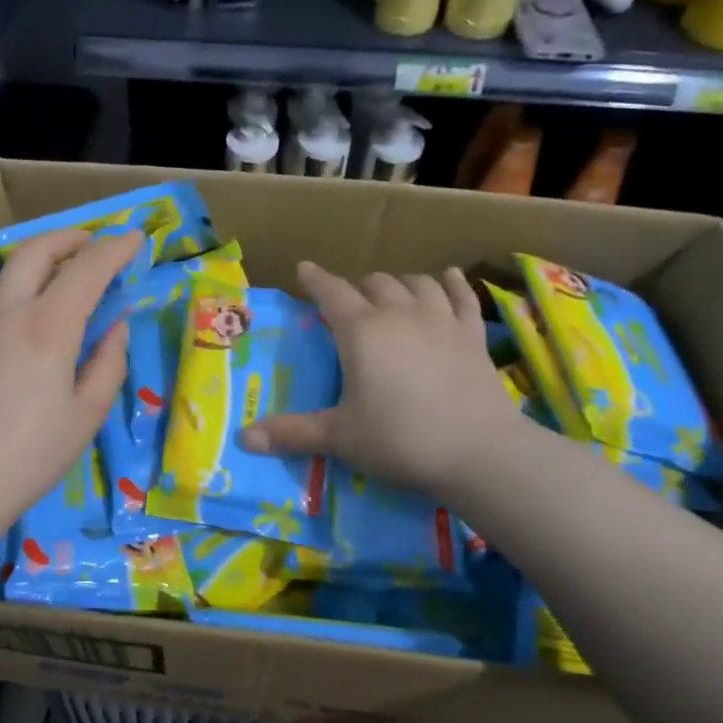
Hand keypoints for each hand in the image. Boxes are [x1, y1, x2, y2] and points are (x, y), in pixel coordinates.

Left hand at [0, 228, 140, 566]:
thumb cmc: (30, 457)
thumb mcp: (86, 414)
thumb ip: (109, 361)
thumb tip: (116, 324)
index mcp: (48, 326)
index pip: (88, 267)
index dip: (116, 248)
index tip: (134, 239)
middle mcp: (6, 309)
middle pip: (38, 249)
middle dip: (71, 237)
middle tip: (94, 244)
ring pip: (8, 270)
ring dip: (39, 261)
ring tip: (60, 279)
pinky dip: (14, 289)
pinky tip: (22, 318)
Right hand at [240, 262, 529, 502]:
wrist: (480, 452)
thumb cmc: (400, 440)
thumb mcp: (339, 437)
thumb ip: (292, 433)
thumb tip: (243, 439)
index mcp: (361, 331)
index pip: (331, 293)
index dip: (315, 279)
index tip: (304, 269)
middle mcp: (400, 314)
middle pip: (375, 283)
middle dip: (357, 287)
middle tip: (348, 303)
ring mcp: (441, 321)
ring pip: (417, 283)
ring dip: (399, 283)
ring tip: (391, 293)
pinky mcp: (473, 336)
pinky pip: (462, 296)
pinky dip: (451, 283)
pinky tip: (446, 277)